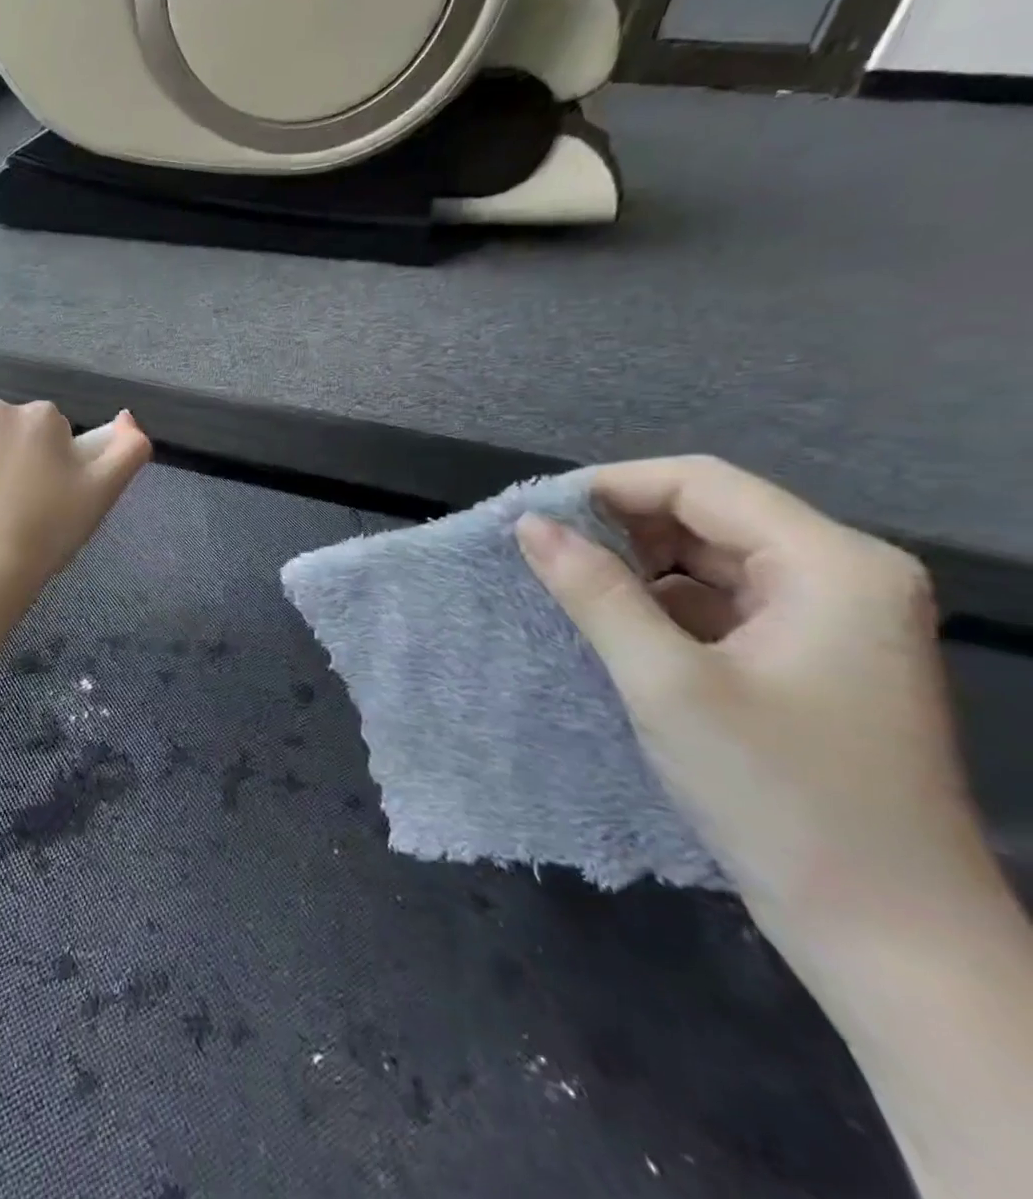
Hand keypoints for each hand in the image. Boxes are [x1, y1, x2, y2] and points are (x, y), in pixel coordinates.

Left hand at [0, 401, 151, 594]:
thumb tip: (127, 419)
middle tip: (23, 507)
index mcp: (40, 415)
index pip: (53, 432)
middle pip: (14, 432)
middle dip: (19, 458)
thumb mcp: (103, 491)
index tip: (51, 498)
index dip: (55, 464)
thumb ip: (128, 449)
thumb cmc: (49, 529)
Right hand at [516, 456, 1005, 961]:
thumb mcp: (667, 684)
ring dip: (636, 569)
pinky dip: (661, 606)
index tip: (533, 514)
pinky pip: (721, 604)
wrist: (884, 931)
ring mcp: (832, 621)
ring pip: (711, 561)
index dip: (610, 487)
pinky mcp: (810, 659)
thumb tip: (529, 525)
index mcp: (832, 566)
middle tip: (539, 555)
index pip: (702, 483)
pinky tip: (613, 629)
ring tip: (564, 590)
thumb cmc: (779, 795)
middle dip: (620, 529)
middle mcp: (843, 577)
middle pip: (710, 516)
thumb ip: (594, 592)